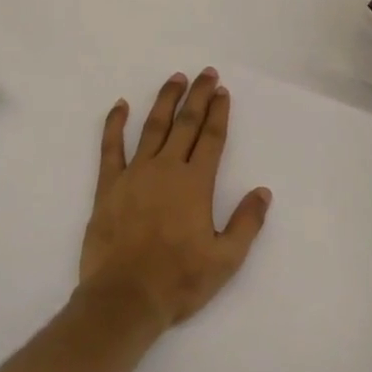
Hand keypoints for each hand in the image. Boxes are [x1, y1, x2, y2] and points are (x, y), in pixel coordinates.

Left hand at [80, 69, 271, 328]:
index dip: (219, 113)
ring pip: (152, 126)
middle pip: (186, 124)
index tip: (223, 91)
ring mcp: (135, 173)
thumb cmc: (178, 281)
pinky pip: (110, 146)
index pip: (211, 138)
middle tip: (206, 73)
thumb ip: (246, 223)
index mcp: (195, 184)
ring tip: (175, 79)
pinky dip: (114, 123)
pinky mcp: (108, 185)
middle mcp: (166, 169)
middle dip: (198, 96)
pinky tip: (120, 105)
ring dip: (165, 100)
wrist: (124, 298)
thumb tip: (263, 192)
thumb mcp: (225, 260)